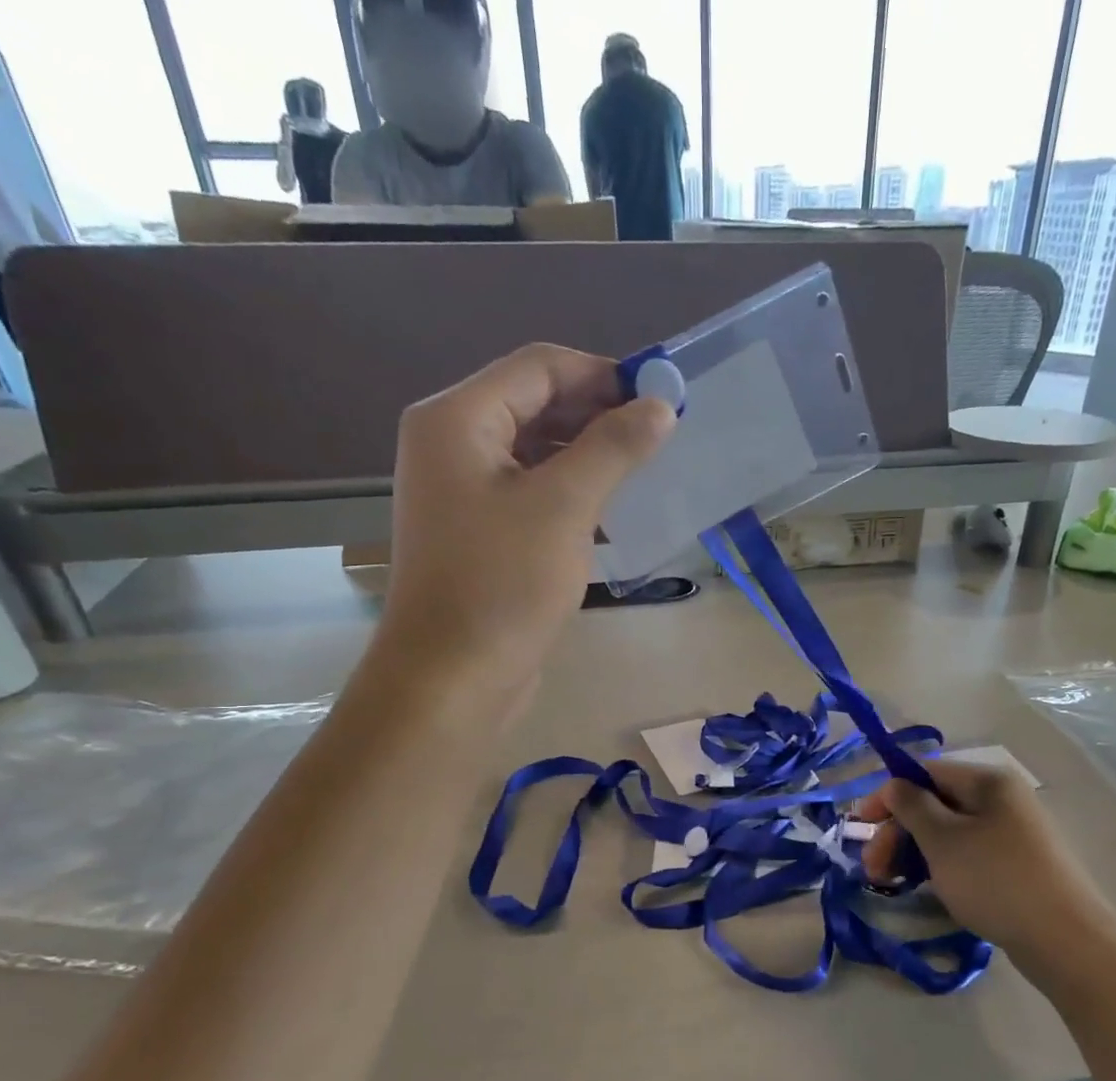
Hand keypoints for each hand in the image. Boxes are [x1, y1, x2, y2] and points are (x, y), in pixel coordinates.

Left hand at [381, 344, 675, 702]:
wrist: (452, 678)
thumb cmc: (502, 584)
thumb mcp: (565, 507)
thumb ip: (613, 447)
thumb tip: (659, 406)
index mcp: (457, 419)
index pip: (539, 368)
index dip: (604, 375)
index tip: (662, 397)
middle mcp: (452, 444)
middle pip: (535, 405)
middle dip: (599, 416)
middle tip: (661, 439)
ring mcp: (463, 492)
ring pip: (536, 453)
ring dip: (589, 457)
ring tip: (645, 474)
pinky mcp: (480, 533)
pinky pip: (532, 493)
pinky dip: (572, 494)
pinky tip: (612, 513)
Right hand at [856, 760, 1109, 950]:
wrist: (1064, 939)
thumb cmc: (995, 879)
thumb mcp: (942, 840)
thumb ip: (911, 805)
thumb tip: (894, 785)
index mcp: (987, 781)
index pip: (924, 772)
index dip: (888, 796)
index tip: (860, 826)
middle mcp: (1001, 799)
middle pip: (934, 804)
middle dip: (897, 832)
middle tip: (872, 870)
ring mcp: (1011, 833)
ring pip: (947, 833)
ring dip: (913, 852)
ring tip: (891, 884)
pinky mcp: (1014, 865)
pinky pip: (966, 854)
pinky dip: (939, 866)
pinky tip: (924, 888)